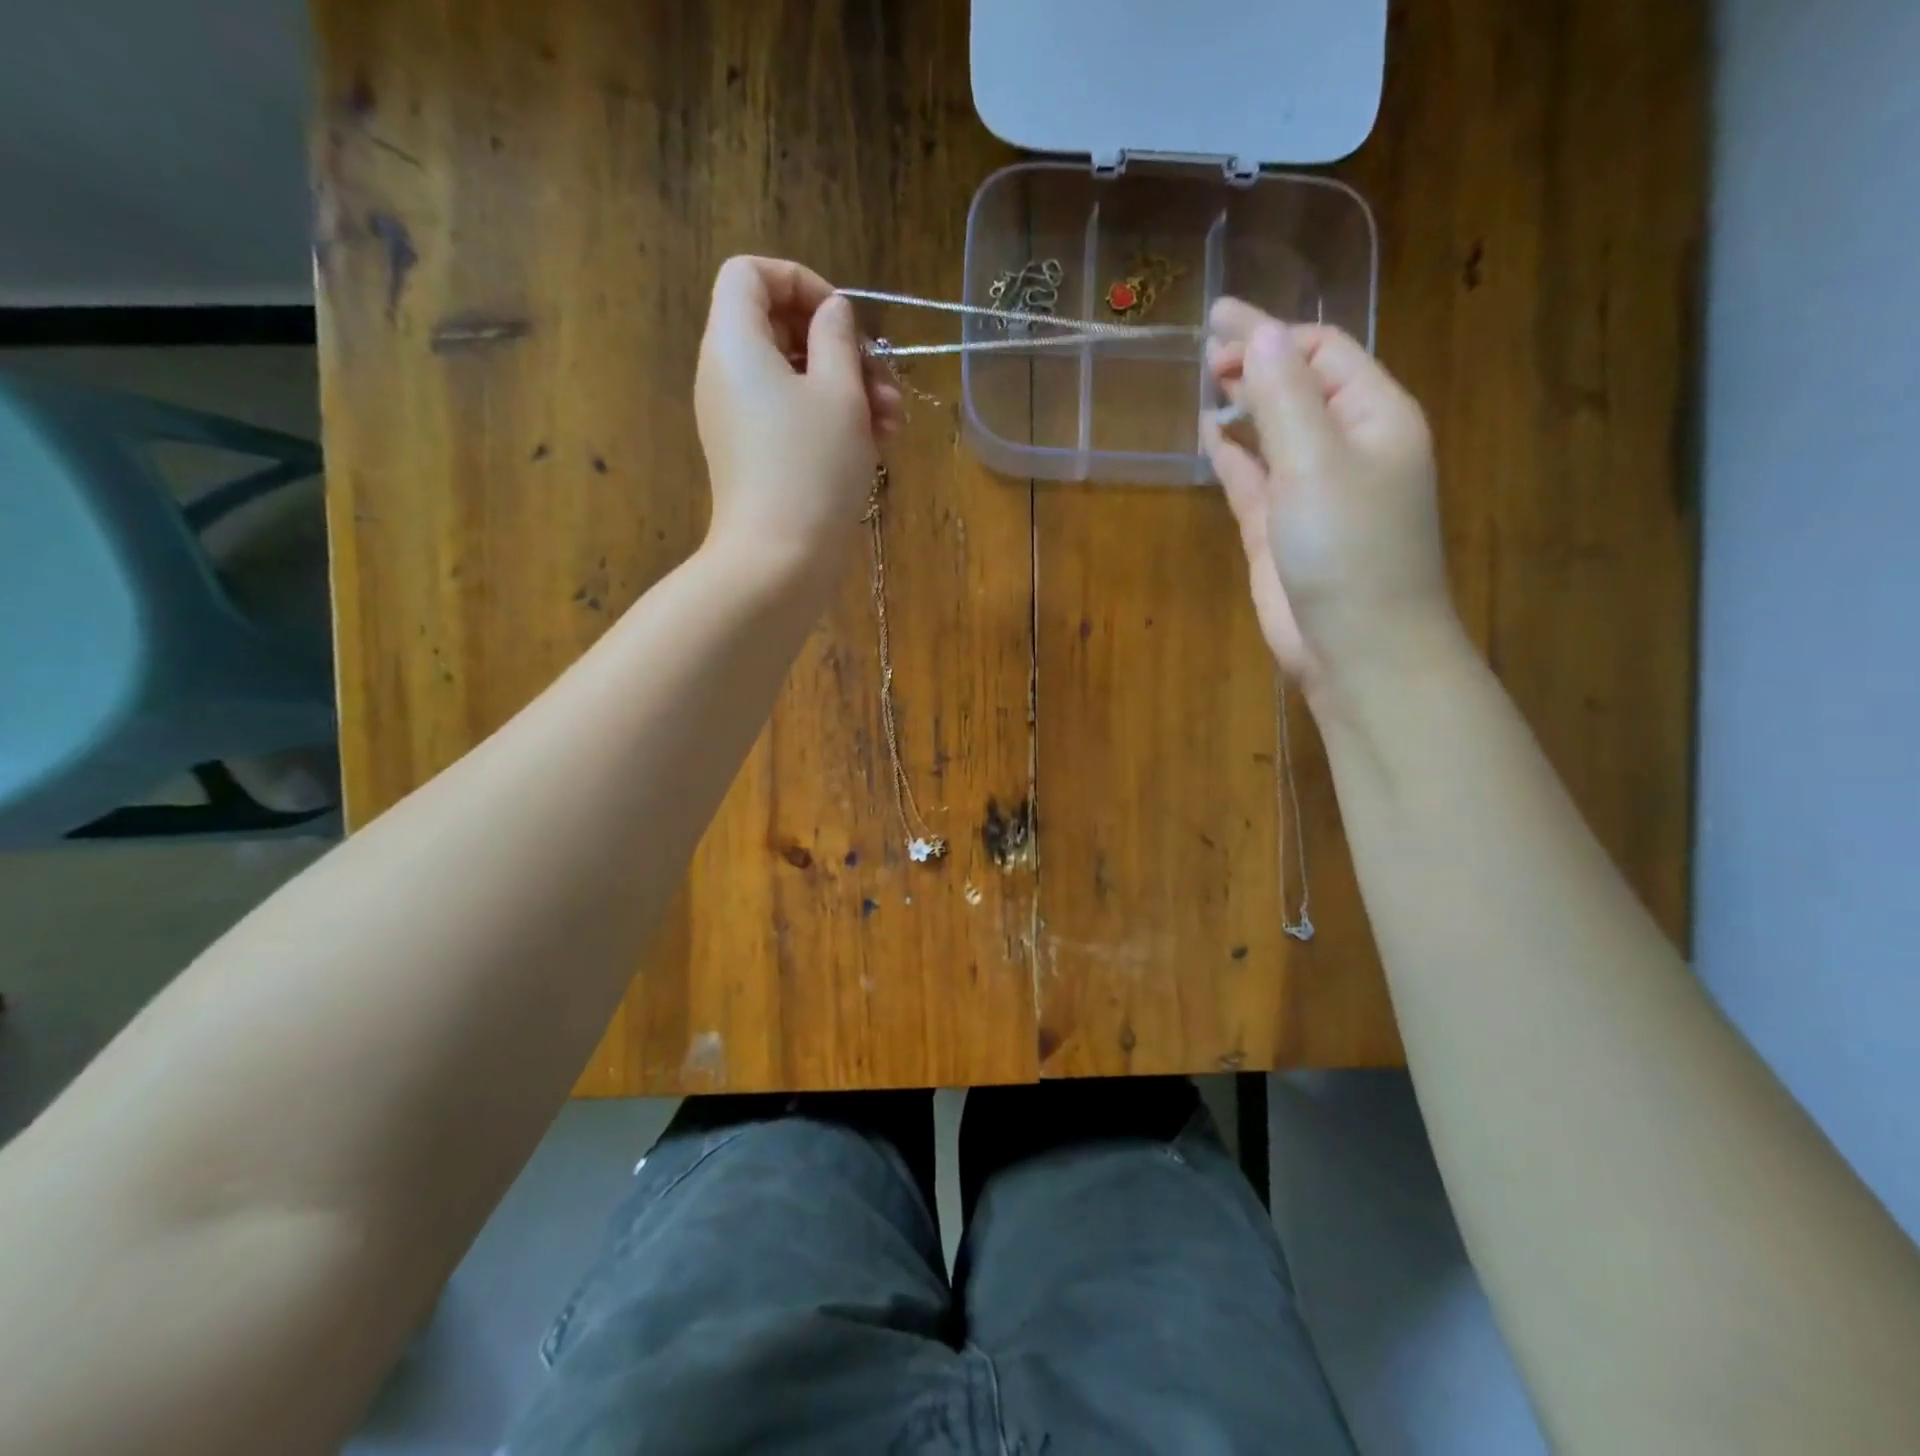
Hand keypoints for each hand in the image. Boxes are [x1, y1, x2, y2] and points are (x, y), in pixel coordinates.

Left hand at [694, 256, 903, 585]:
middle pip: (780, 328)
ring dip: (848, 389)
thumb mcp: (840, 392)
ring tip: (892, 423)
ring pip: (794, 378)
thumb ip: (837, 338)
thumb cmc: (812, 468)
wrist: (779, 560)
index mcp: (734, 342)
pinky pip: (790, 417)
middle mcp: (726, 373)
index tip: (844, 319)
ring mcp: (738, 418)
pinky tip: (876, 445)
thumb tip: (832, 313)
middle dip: (840, 348)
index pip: (750, 273)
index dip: (801, 282)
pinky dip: (830, 420)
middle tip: (883, 380)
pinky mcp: (754, 455)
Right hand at [1202, 298, 1455, 696]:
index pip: (1324, 352)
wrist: (1357, 647)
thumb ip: (1284, 397)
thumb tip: (1259, 332)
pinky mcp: (1280, 529)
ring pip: (1276, 429)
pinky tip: (1211, 434)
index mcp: (1374, 417)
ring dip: (1247, 401)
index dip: (1273, 332)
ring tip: (1210, 377)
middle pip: (1300, 385)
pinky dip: (1234, 453)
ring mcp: (1312, 490)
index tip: (1218, 324)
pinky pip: (1255, 476)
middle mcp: (1347, 447)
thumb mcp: (1316, 462)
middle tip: (1207, 348)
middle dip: (1258, 360)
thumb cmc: (1349, 549)